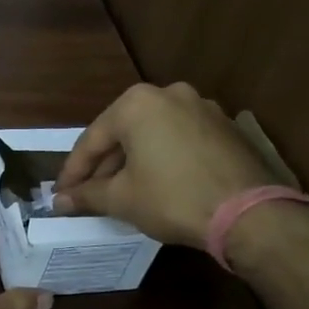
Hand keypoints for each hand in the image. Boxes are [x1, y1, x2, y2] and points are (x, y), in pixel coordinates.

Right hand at [54, 82, 279, 248]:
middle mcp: (169, 94)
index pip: (92, 140)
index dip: (72, 172)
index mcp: (136, 103)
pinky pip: (179, 140)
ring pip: (152, 135)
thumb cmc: (172, 199)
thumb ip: (87, 195)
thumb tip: (59, 202)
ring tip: (120, 192)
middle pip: (123, 133)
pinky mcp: (225, 127)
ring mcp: (202, 107)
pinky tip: (156, 184)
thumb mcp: (122, 199)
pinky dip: (162, 159)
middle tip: (87, 194)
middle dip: (103, 166)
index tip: (60, 195)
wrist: (249, 214)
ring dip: (133, 162)